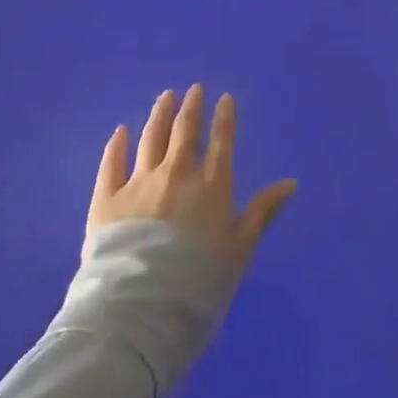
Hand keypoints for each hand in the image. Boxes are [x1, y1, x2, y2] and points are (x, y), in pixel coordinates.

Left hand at [87, 85, 297, 275]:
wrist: (140, 308)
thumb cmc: (199, 282)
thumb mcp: (240, 250)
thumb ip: (262, 212)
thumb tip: (291, 182)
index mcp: (212, 185)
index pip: (221, 141)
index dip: (224, 117)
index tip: (224, 98)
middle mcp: (176, 174)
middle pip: (184, 132)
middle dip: (191, 107)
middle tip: (193, 89)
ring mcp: (139, 183)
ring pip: (151, 139)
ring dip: (160, 115)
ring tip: (165, 97)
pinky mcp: (106, 199)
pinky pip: (112, 164)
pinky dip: (117, 145)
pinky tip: (121, 131)